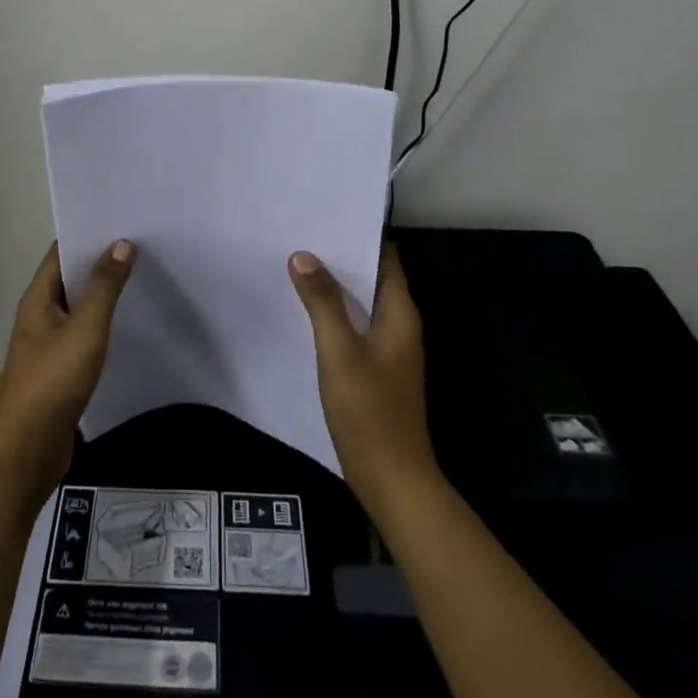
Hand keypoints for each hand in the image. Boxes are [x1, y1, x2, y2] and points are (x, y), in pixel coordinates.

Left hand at [0, 240, 136, 496]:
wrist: (27, 451)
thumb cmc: (53, 382)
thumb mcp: (85, 329)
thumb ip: (104, 287)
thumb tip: (121, 243)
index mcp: (38, 299)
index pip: (61, 252)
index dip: (88, 233)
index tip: (122, 220)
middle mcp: (40, 315)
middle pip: (71, 278)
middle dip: (101, 262)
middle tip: (142, 245)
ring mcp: (48, 345)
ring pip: (79, 308)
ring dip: (104, 294)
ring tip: (142, 277)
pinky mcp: (60, 371)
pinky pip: (84, 335)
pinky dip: (104, 325)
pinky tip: (129, 325)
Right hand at [288, 243, 440, 518]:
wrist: (392, 480)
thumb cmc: (370, 411)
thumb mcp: (340, 352)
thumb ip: (322, 302)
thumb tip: (303, 255)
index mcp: (400, 314)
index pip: (386, 258)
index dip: (360, 235)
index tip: (326, 217)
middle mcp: (400, 326)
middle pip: (372, 278)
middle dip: (341, 258)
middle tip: (302, 236)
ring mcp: (389, 350)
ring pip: (362, 304)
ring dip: (335, 286)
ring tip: (298, 265)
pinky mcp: (377, 370)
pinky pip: (356, 327)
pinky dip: (335, 313)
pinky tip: (306, 312)